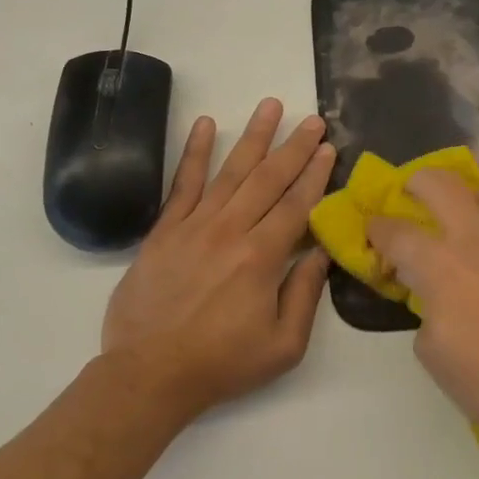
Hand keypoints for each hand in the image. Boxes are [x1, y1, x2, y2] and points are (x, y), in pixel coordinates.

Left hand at [101, 99, 334, 415]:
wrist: (150, 373)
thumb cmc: (223, 364)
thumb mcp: (284, 344)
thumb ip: (305, 294)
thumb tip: (321, 252)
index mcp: (262, 257)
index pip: (296, 204)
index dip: (315, 174)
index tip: (328, 148)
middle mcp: (230, 230)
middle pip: (268, 179)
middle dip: (294, 147)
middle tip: (313, 119)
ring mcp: (193, 226)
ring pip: (230, 171)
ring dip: (253, 137)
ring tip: (270, 105)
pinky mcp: (164, 231)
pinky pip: (182, 183)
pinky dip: (195, 152)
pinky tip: (206, 125)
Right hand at [366, 172, 478, 478]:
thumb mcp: (433, 355)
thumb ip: (425, 311)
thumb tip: (434, 297)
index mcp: (442, 265)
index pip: (397, 232)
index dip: (377, 227)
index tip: (372, 229)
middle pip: (442, 184)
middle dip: (418, 182)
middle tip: (412, 194)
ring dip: (472, 198)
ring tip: (469, 217)